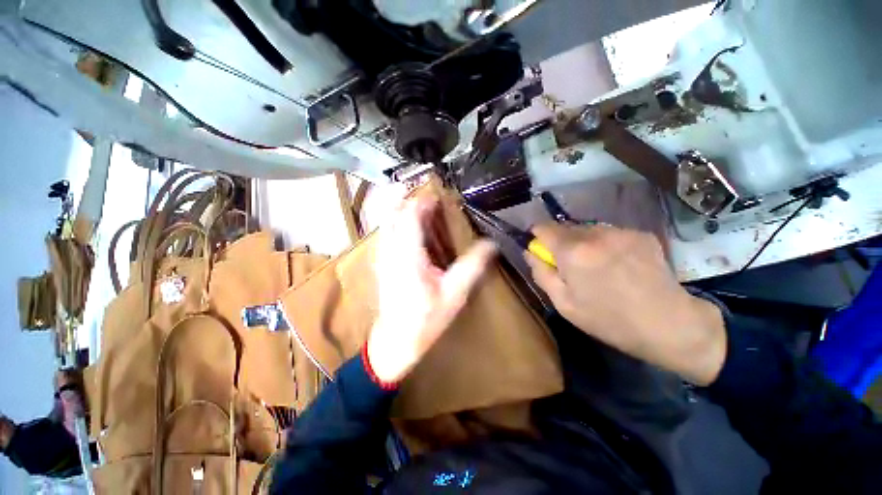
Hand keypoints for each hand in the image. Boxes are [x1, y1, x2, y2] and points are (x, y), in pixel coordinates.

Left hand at [368, 196, 496, 382]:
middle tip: (429, 195)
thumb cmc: (426, 319)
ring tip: (420, 203)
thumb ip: (472, 267)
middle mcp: (391, 250)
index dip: (423, 202)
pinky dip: (396, 220)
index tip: (439, 196)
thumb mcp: (454, 294)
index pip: (411, 216)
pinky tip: (409, 224)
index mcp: (408, 255)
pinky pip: (385, 231)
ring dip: (401, 206)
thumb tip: (491, 244)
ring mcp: (382, 255)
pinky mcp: (381, 261)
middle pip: (394, 212)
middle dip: (409, 198)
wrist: (395, 340)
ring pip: (386, 220)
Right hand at [525, 224, 726, 385]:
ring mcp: (621, 231)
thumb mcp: (563, 303)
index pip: (543, 227)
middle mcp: (596, 233)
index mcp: (573, 251)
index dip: (538, 237)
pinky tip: (619, 265)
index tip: (542, 251)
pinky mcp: (641, 233)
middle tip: (572, 267)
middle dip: (562, 243)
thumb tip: (530, 252)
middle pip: (565, 228)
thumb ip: (541, 273)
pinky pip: (610, 233)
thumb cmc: (608, 319)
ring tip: (597, 267)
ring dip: (584, 243)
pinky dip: (606, 244)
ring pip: (588, 229)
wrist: (669, 325)